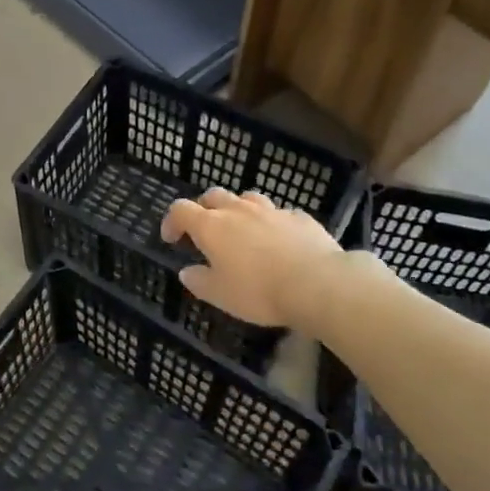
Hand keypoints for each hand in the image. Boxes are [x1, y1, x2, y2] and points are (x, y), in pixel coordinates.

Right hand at [160, 188, 349, 329]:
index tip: (171, 239)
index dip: (172, 221)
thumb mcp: (220, 295)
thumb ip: (199, 281)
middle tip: (205, 231)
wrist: (318, 283)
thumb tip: (186, 272)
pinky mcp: (300, 217)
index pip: (181, 210)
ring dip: (238, 209)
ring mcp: (271, 210)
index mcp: (212, 226)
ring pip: (247, 198)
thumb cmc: (259, 291)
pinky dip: (271, 222)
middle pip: (213, 196)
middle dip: (204, 209)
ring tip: (242, 230)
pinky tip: (279, 240)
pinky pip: (279, 213)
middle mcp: (238, 210)